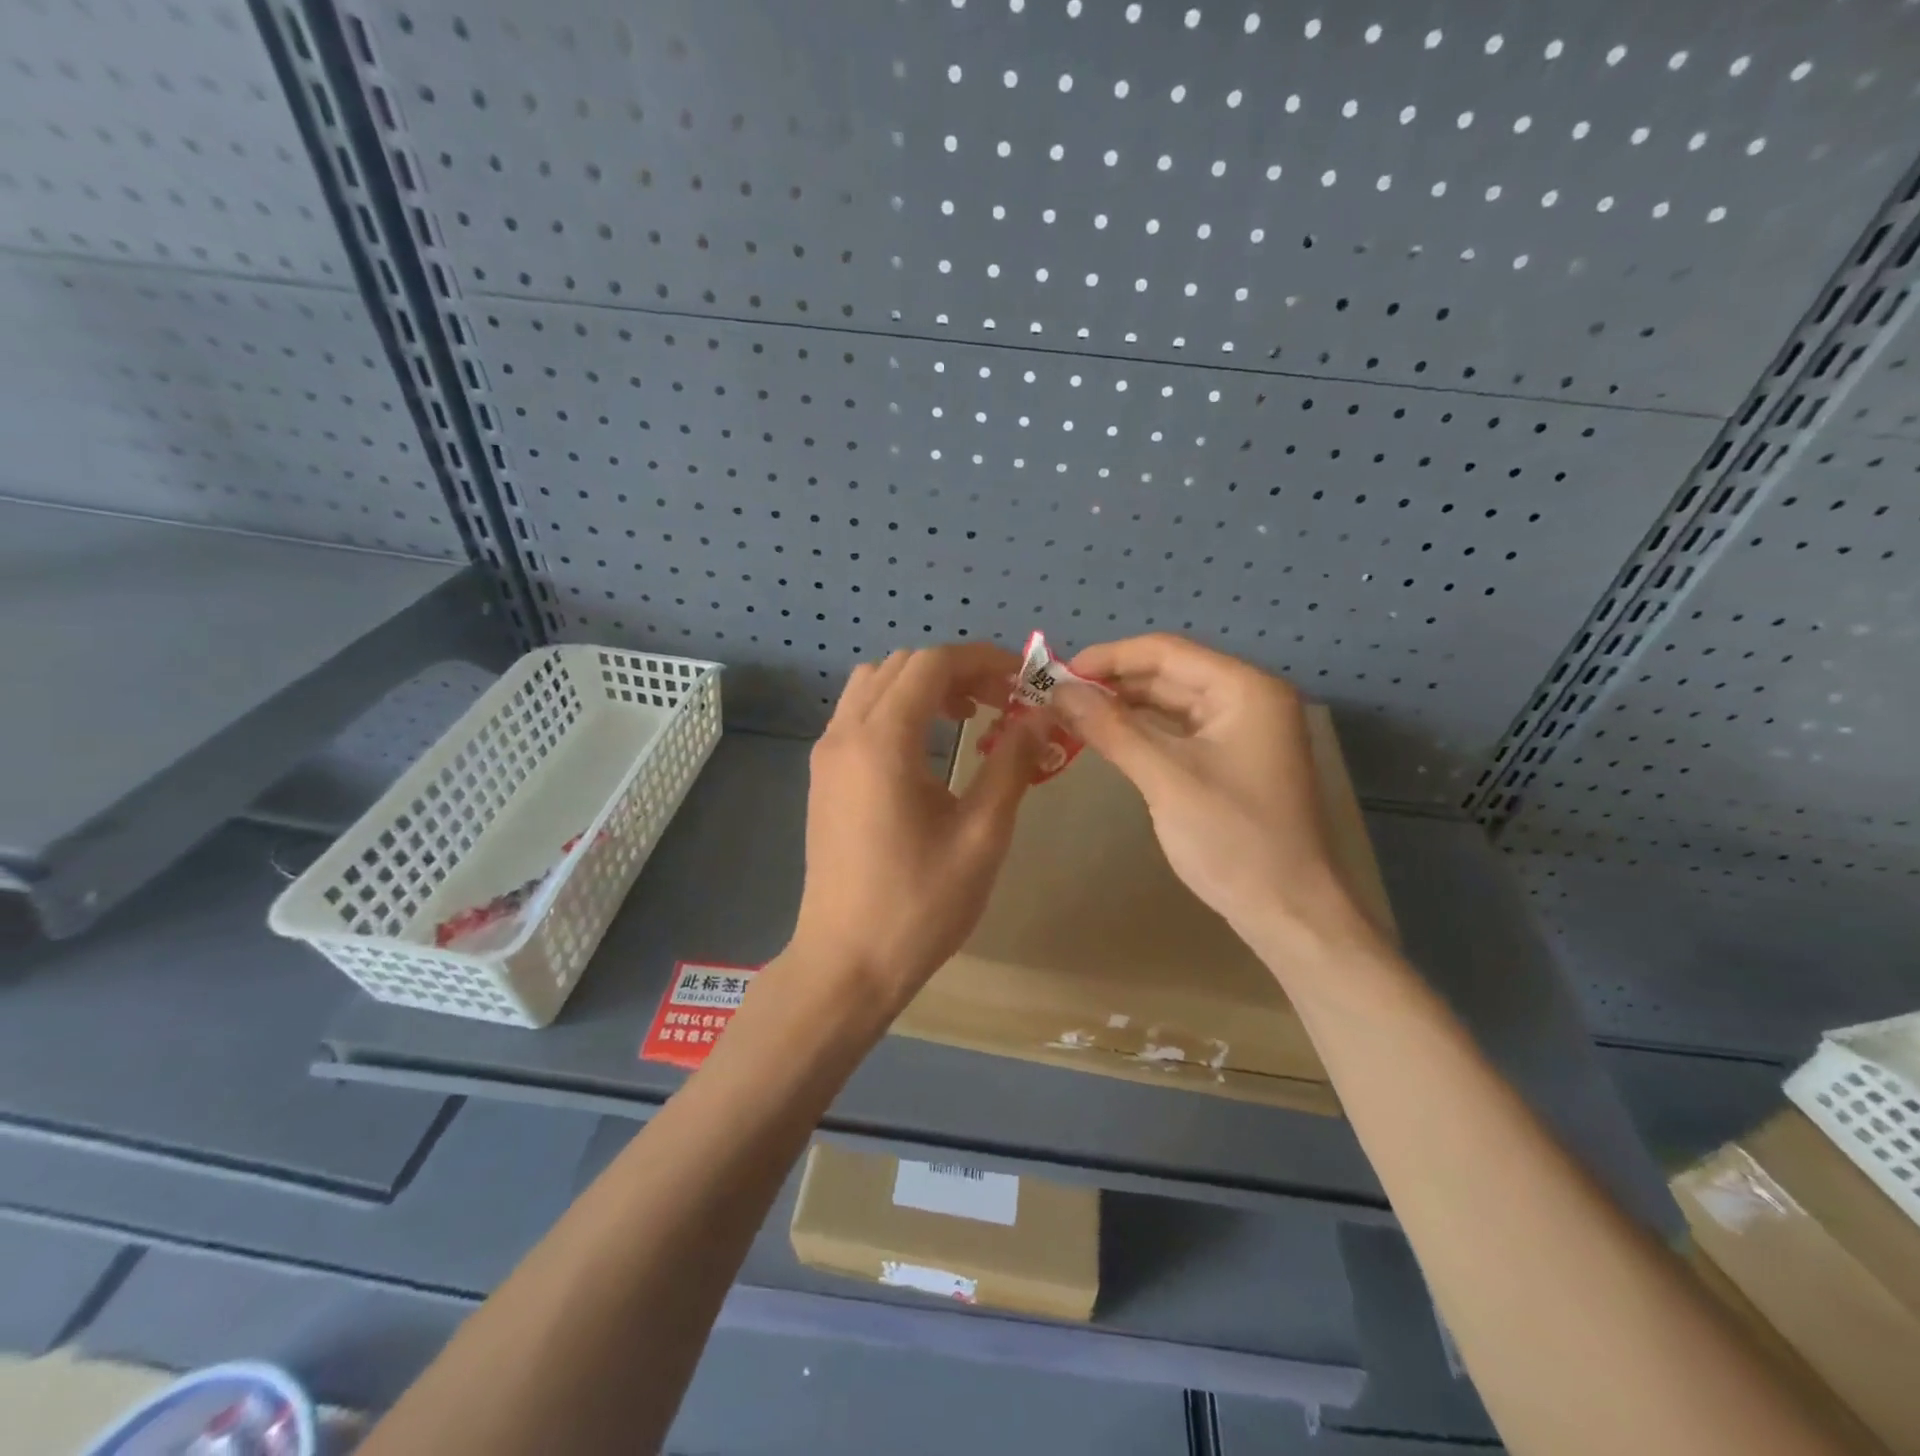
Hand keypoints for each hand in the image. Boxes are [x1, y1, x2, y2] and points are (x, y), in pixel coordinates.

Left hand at [788, 643, 1045, 1013]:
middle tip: (1003, 702)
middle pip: (902, 666)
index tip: (1024, 680)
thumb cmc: (920, 904)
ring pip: (875, 685)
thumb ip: (1011, 764)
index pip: (933, 664)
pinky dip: (898, 709)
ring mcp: (827, 754)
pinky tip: (928, 747)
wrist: (847, 962)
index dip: (984, 660)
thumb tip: (1039, 716)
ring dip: (924, 686)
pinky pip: (859, 715)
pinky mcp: (823, 777)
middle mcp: (845, 734)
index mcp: (882, 741)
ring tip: (968, 717)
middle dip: (957, 670)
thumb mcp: (981, 834)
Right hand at [1051, 634, 1382, 959]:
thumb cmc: (1232, 839)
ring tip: (1071, 714)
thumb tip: (1059, 690)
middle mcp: (1246, 698)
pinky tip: (1107, 737)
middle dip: (1113, 682)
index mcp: (1243, 688)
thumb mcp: (1165, 778)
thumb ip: (1111, 728)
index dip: (1108, 657)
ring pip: (1171, 703)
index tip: (1058, 672)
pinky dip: (1142, 732)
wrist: (1288, 911)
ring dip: (1124, 707)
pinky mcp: (1230, 760)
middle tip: (1057, 696)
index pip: (1166, 651)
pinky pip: (1178, 732)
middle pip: (1168, 673)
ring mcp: (1241, 731)